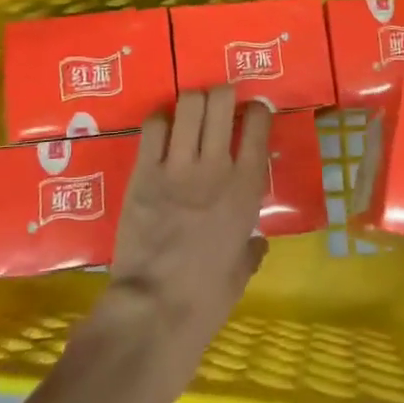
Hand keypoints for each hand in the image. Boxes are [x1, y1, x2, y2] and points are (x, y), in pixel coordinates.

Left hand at [95, 87, 270, 366]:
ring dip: (192, 102)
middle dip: (222, 94)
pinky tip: (161, 130)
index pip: (259, 124)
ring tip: (190, 111)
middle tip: (219, 103)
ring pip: (189, 104)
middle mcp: (216, 165)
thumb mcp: (242, 270)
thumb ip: (251, 247)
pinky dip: (160, 120)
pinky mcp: (144, 171)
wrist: (155, 308)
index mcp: (247, 187)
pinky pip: (153, 125)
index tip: (253, 113)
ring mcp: (178, 165)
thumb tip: (255, 241)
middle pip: (222, 101)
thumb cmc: (207, 296)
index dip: (257, 111)